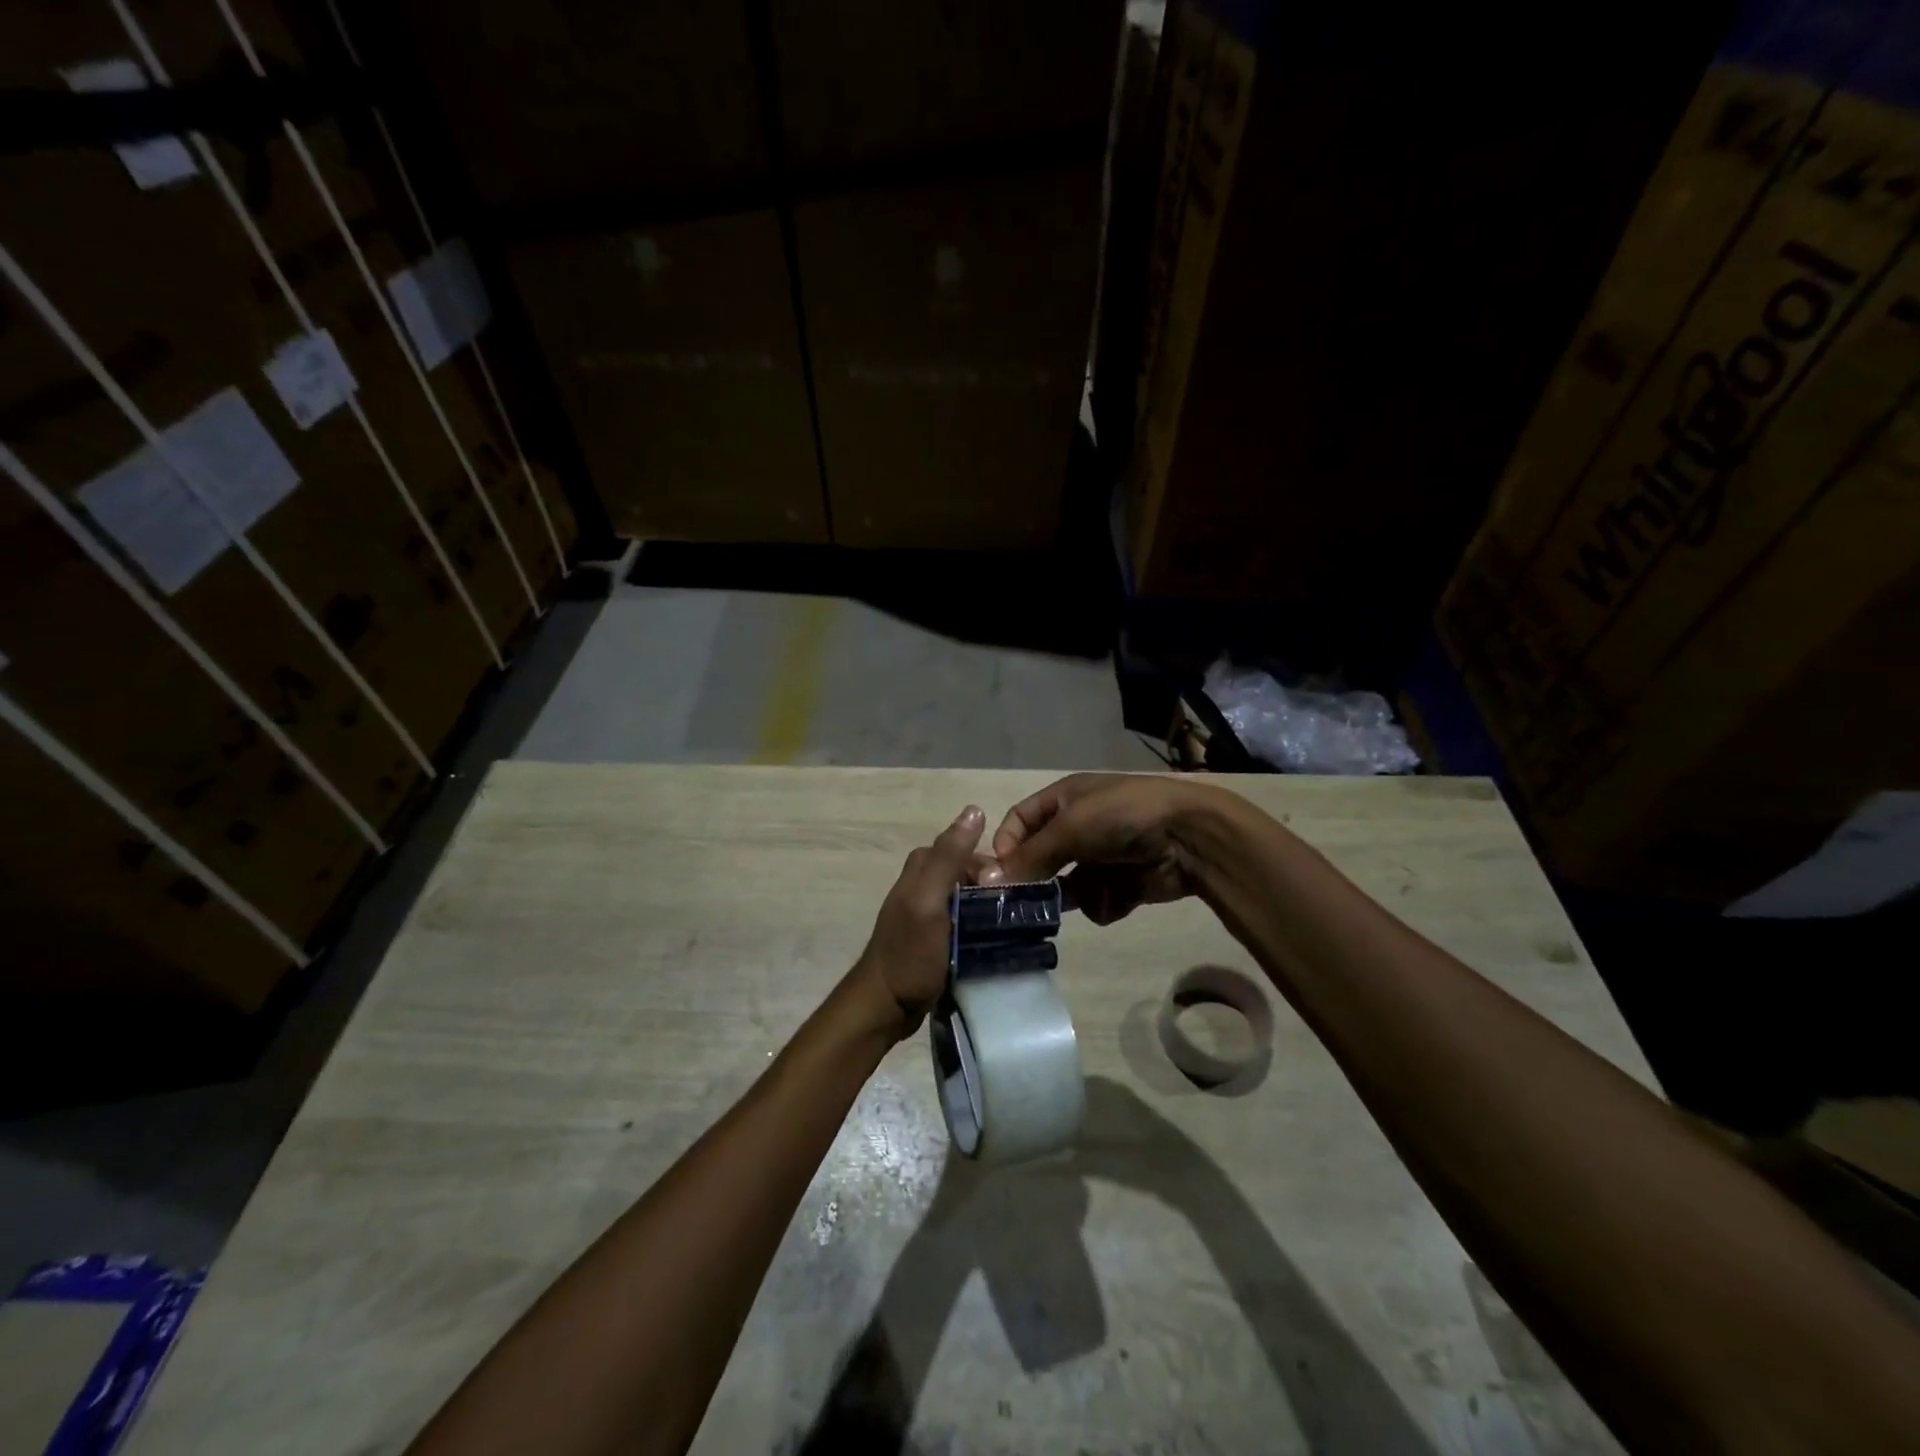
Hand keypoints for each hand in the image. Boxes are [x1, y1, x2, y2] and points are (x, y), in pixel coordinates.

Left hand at [846, 805, 990, 1038]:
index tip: (1003, 891)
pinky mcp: (937, 935)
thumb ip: (949, 857)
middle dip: (991, 887)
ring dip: (989, 908)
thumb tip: (975, 810)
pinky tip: (995, 941)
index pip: (966, 849)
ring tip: (1007, 930)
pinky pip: (967, 919)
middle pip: (970, 872)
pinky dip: (981, 925)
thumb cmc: (909, 952)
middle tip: (1005, 915)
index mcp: (921, 867)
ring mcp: (929, 911)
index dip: (988, 866)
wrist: (886, 1006)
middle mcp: (924, 883)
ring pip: (970, 896)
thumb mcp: (929, 900)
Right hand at [988, 773, 1216, 924]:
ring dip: (1073, 894)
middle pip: (1041, 858)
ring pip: (1066, 887)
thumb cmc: (1122, 816)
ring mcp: (1101, 858)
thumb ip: (1031, 855)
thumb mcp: (1070, 827)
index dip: (1007, 844)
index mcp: (1064, 800)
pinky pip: (1096, 901)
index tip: (999, 875)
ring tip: (1087, 894)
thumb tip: (989, 879)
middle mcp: (1079, 827)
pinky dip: (1104, 901)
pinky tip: (1120, 896)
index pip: (1020, 821)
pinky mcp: (1123, 884)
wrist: (1190, 836)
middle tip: (1025, 904)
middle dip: (1037, 879)